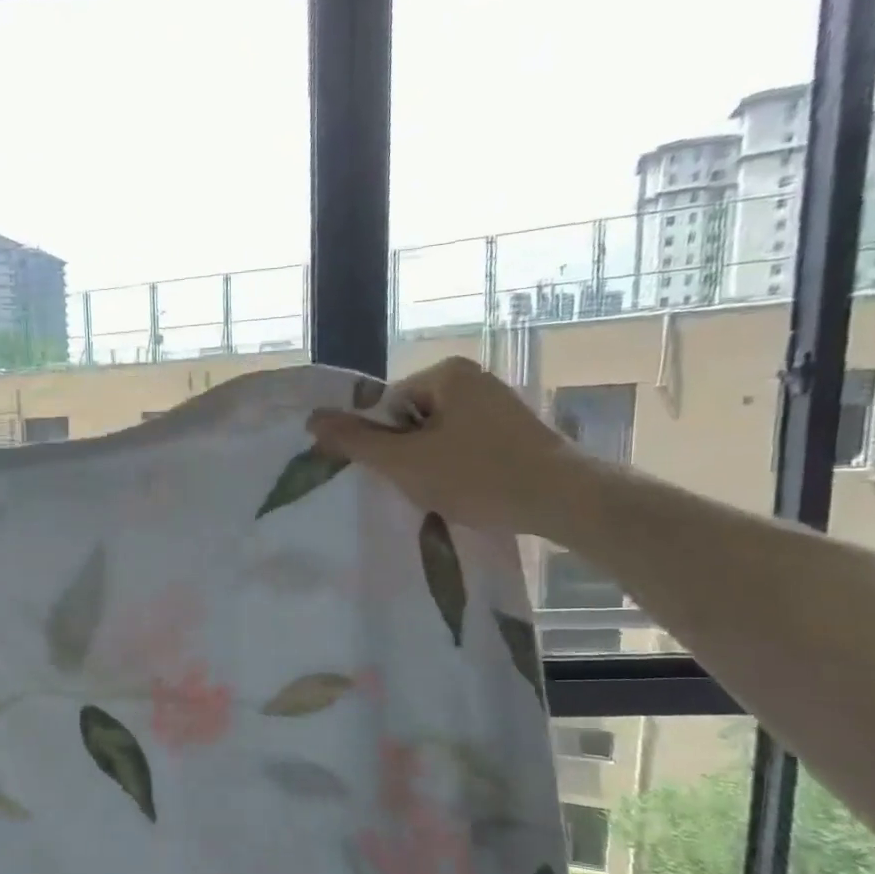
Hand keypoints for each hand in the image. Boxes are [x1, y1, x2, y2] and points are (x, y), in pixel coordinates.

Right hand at [306, 357, 585, 537]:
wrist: (563, 499)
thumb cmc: (477, 475)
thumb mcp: (405, 461)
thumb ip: (356, 441)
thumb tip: (312, 420)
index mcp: (446, 373)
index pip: (387, 406)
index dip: (384, 443)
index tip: (400, 470)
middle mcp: (473, 378)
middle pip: (411, 420)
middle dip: (409, 454)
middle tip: (422, 484)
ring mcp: (498, 403)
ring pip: (438, 436)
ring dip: (432, 465)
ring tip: (448, 491)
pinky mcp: (515, 430)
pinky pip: (467, 445)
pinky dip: (461, 468)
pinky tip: (471, 490)